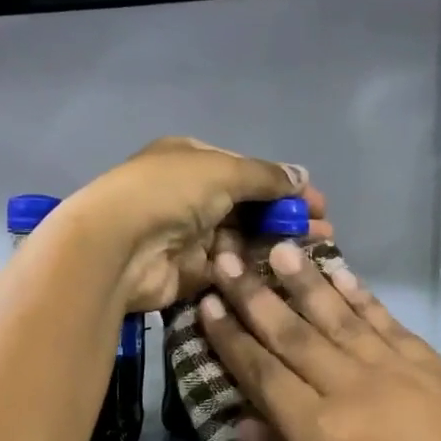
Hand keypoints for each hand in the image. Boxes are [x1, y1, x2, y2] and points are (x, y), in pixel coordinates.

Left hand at [63, 137, 330, 313]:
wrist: (117, 247)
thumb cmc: (169, 193)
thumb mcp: (223, 170)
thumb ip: (265, 176)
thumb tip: (302, 175)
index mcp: (193, 161)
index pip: (247, 172)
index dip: (284, 187)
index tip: (318, 204)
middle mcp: (190, 196)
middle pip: (247, 208)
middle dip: (285, 219)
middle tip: (323, 234)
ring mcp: (189, 237)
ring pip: (241, 242)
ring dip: (274, 247)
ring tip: (313, 258)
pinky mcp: (189, 274)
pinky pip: (229, 271)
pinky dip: (253, 272)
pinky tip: (284, 278)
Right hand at [197, 243, 440, 440]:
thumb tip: (240, 422)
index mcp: (318, 429)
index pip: (262, 373)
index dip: (230, 338)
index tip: (207, 305)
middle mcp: (349, 387)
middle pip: (292, 334)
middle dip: (253, 296)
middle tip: (225, 259)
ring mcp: (392, 368)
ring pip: (336, 316)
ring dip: (303, 281)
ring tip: (277, 248)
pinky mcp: (429, 361)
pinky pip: (384, 320)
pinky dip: (359, 295)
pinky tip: (339, 273)